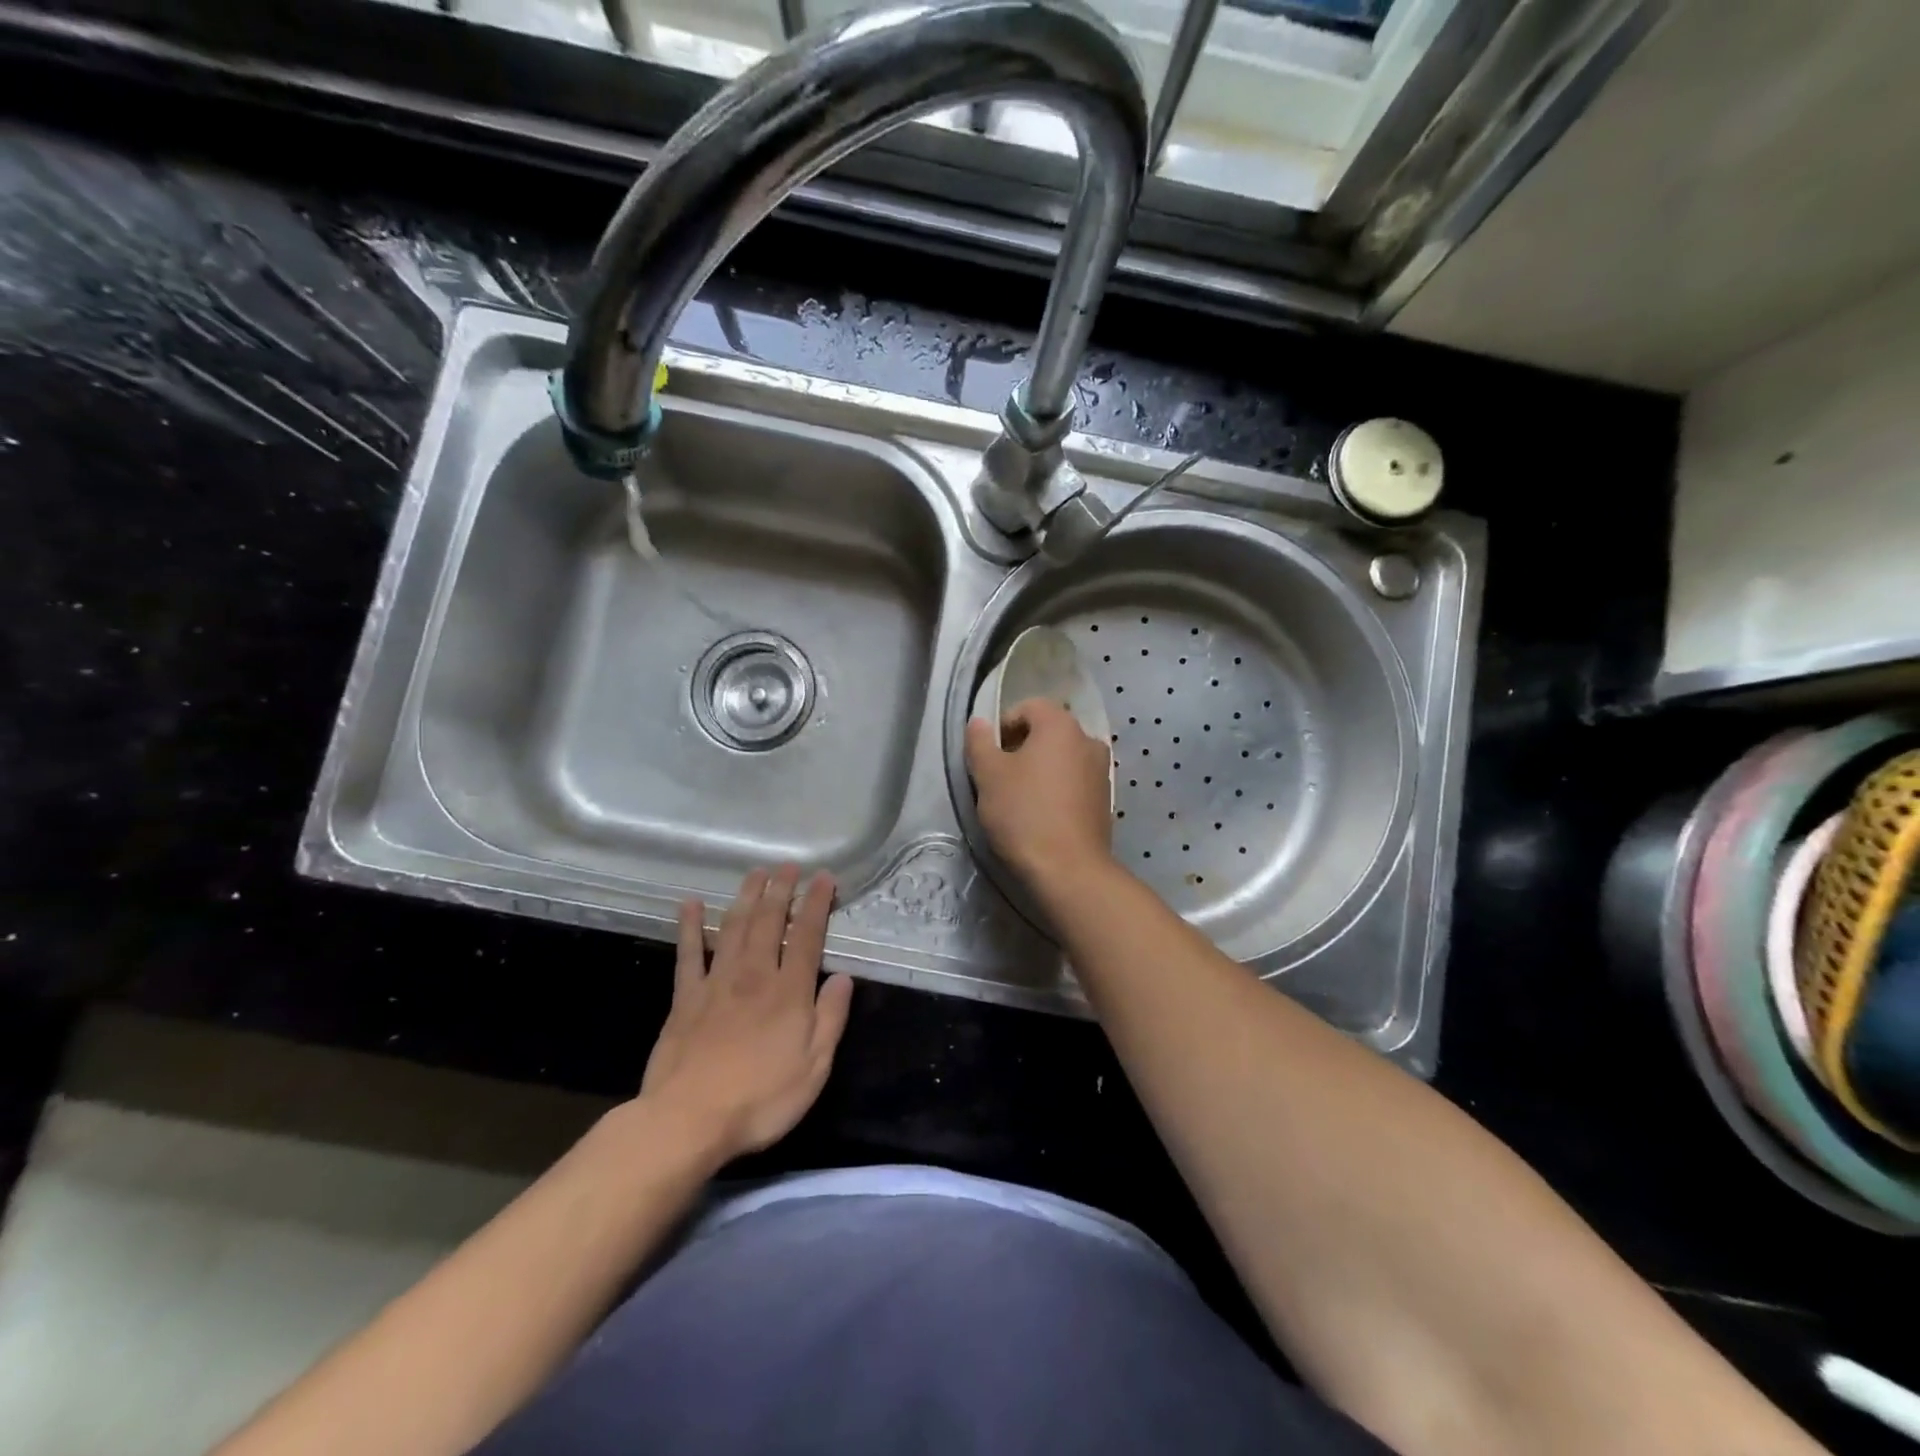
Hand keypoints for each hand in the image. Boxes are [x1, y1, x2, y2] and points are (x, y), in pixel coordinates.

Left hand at [640, 865, 853, 1161]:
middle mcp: (754, 975)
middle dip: (780, 890)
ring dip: (746, 897)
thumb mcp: (813, 1068)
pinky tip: (690, 904)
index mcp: (788, 991)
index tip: (823, 877)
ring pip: (733, 927)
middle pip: (768, 921)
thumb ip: (830, 1018)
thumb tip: (843, 977)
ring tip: (755, 873)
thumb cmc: (760, 1099)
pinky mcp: (685, 998)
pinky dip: (690, 926)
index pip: (806, 935)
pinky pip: (688, 954)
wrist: (687, 1120)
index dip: (816, 903)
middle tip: (788, 865)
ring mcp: (716, 983)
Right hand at [965, 697, 1113, 887]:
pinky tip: (1041, 815)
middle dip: (1021, 748)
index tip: (988, 755)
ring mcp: (1102, 771)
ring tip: (1019, 799)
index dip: (1003, 725)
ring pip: (1062, 758)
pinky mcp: (1105, 800)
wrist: (1069, 870)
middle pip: (1047, 731)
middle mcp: (1088, 740)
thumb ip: (980, 742)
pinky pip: (1075, 782)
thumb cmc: (1024, 814)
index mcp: (1061, 725)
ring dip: (1040, 769)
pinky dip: (1057, 789)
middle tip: (999, 777)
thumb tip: (979, 723)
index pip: (1029, 707)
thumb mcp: (988, 775)